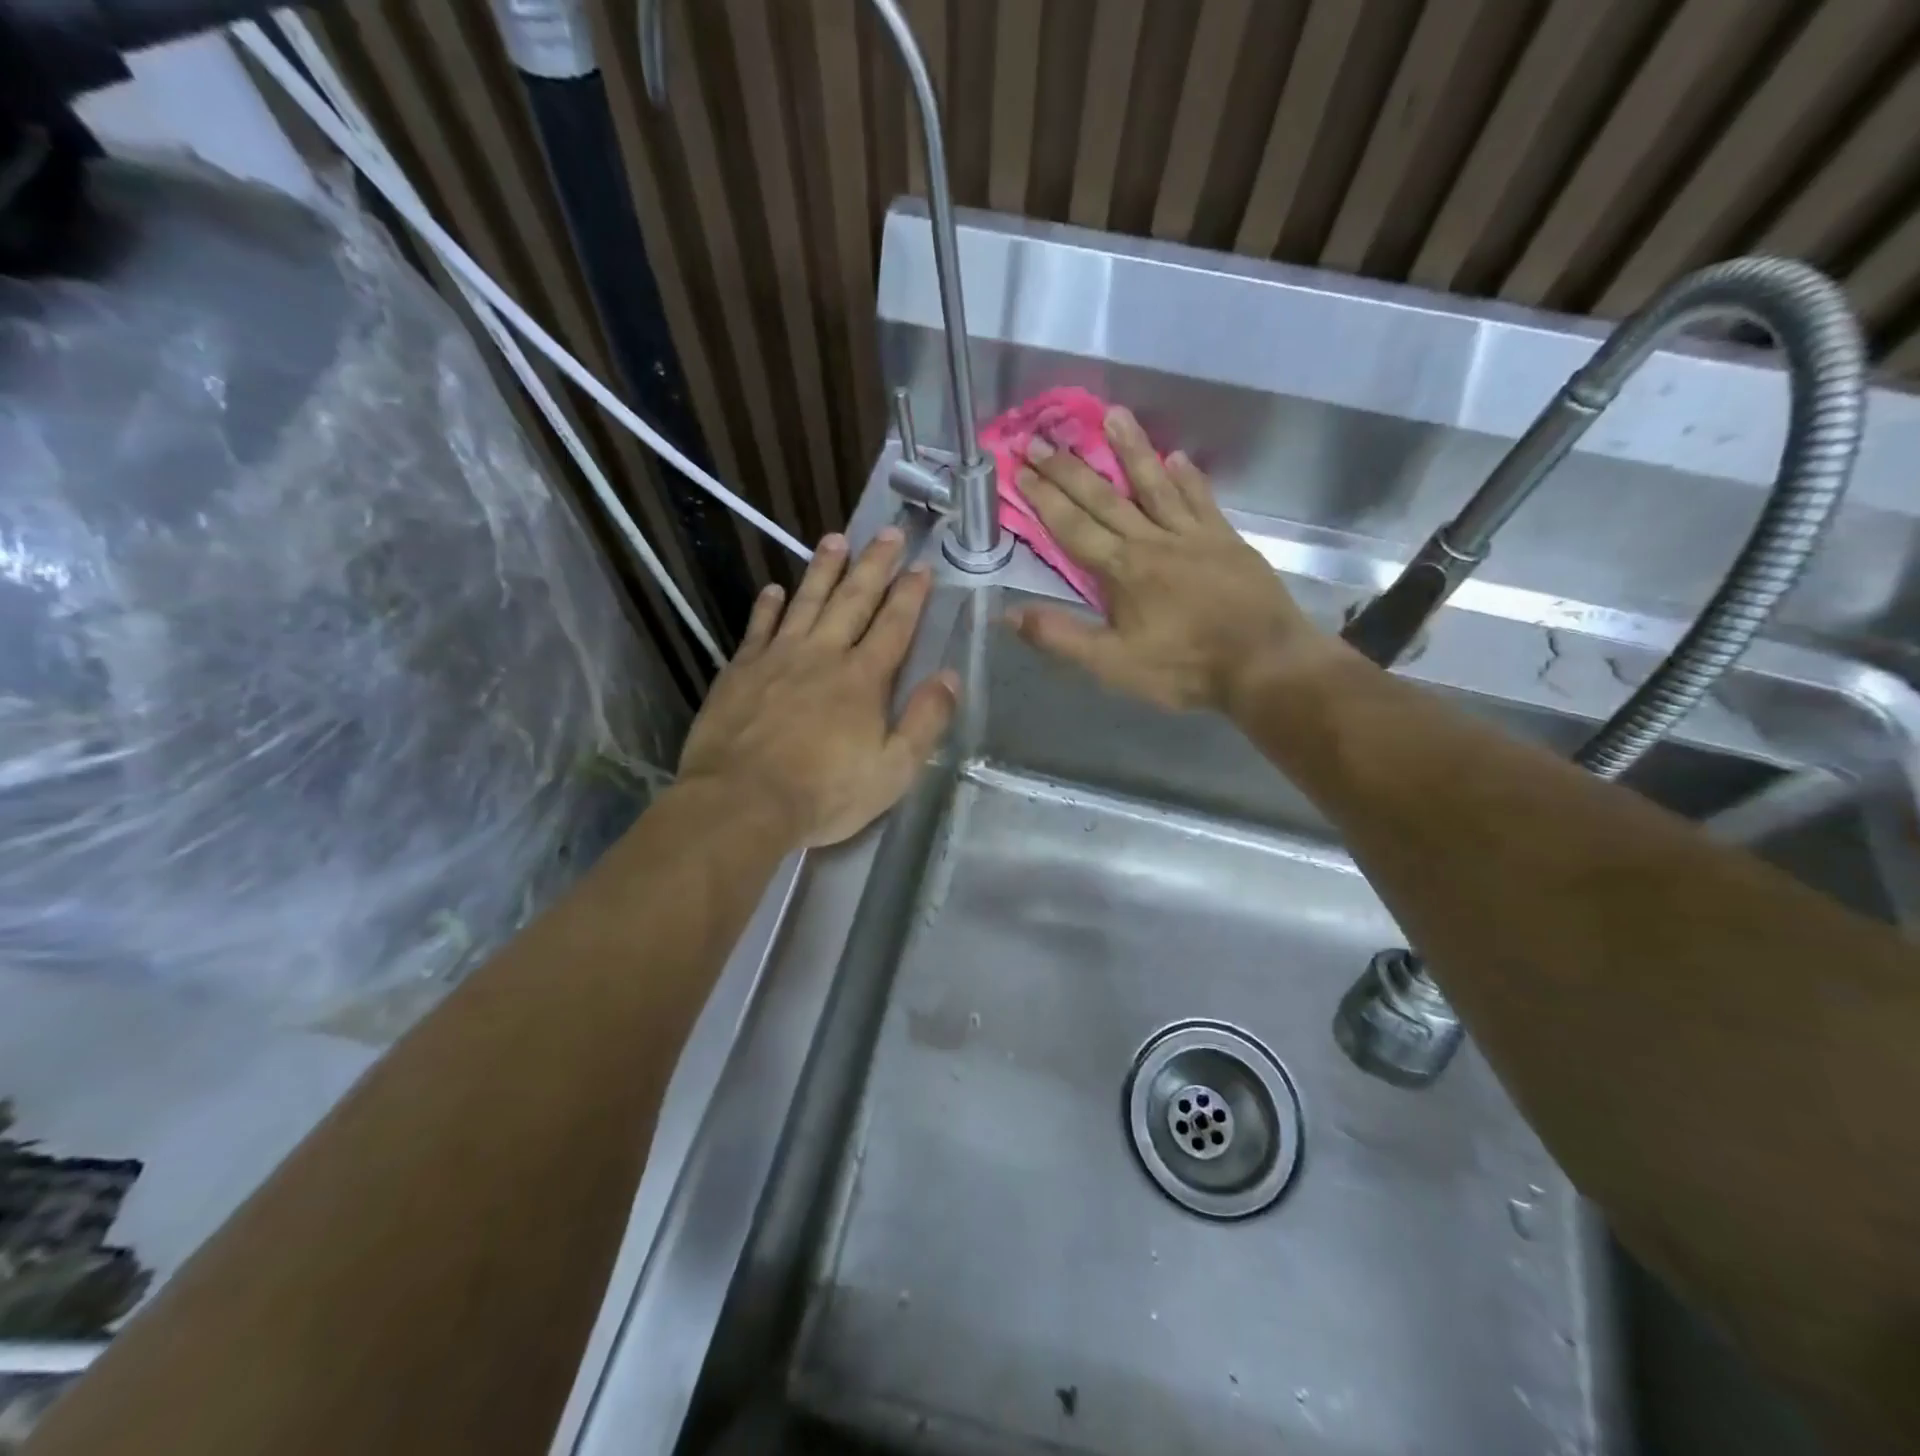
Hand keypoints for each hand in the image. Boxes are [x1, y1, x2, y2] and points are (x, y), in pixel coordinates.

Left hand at [679, 528, 958, 847]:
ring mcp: (778, 658)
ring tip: (835, 539)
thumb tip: (950, 678)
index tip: (922, 566)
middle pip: (853, 600)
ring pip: (806, 602)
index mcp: (864, 678)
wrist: (741, 802)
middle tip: (888, 532)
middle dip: (874, 565)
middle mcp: (823, 655)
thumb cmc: (825, 793)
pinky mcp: (740, 671)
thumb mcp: (894, 770)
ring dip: (824, 570)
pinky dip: (767, 606)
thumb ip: (925, 721)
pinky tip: (774, 590)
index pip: (894, 625)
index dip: (910, 594)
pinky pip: (757, 627)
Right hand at [1008, 405, 1340, 715]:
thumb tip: (1009, 614)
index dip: (1044, 497)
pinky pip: (1201, 499)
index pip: (1073, 526)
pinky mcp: (1225, 539)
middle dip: (1069, 469)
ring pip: (1154, 484)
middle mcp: (1152, 540)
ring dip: (1131, 449)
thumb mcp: (1114, 665)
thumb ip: (1062, 637)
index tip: (1021, 467)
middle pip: (1104, 498)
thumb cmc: (1184, 668)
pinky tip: (1177, 458)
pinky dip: (1187, 477)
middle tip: (1042, 438)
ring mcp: (1192, 535)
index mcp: (1122, 570)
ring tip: (1113, 414)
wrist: (1264, 663)